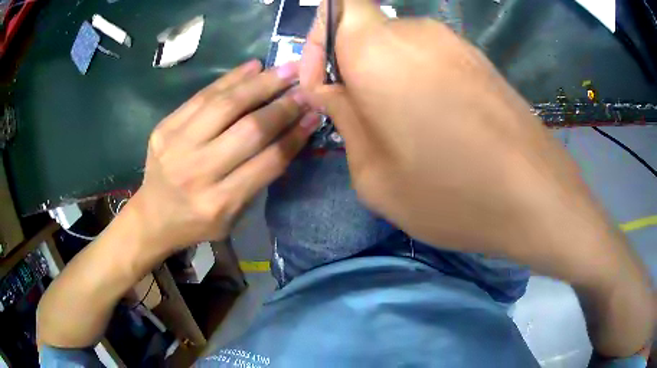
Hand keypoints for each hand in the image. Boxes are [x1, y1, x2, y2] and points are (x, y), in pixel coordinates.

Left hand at [130, 60, 319, 252]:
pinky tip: (252, 67)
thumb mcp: (233, 215)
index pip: (267, 162)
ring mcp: (176, 146)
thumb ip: (259, 177)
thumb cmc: (197, 222)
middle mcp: (197, 172)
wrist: (153, 216)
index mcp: (219, 203)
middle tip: (304, 87)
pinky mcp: (164, 127)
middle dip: (282, 106)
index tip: (314, 114)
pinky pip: (201, 96)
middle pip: (248, 129)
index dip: (294, 135)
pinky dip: (230, 79)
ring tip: (285, 69)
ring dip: (260, 84)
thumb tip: (290, 133)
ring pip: (225, 105)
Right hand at [301, 0, 600, 262]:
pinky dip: (419, 81)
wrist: (537, 199)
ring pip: (399, 46)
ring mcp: (456, 43)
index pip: (336, 6)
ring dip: (387, 76)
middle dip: (351, 65)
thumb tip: (332, 90)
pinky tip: (438, 125)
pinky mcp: (481, 62)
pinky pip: (432, 58)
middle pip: (366, 29)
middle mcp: (417, 32)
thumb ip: (345, 120)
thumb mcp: (374, 175)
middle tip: (359, 115)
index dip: (318, 40)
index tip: (323, 85)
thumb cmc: (451, 194)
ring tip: (401, 128)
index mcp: (377, 50)